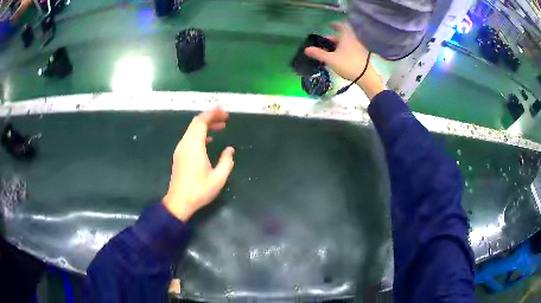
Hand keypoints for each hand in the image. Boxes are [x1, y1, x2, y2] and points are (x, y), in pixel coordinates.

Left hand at [163, 108, 234, 221]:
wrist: (179, 202)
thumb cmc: (199, 191)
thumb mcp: (218, 178)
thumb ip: (226, 161)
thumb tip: (229, 149)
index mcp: (194, 146)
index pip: (201, 122)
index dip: (213, 114)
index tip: (225, 114)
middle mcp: (185, 144)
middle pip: (196, 123)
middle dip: (210, 117)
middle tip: (225, 119)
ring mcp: (180, 149)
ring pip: (192, 130)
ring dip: (205, 125)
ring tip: (220, 127)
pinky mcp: (179, 155)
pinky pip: (189, 137)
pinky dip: (200, 134)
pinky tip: (209, 140)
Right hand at [305, 22, 385, 98]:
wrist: (367, 78)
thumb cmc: (348, 64)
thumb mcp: (330, 59)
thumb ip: (318, 54)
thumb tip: (306, 49)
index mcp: (346, 37)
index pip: (342, 26)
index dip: (335, 24)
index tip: (329, 25)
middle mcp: (353, 40)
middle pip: (342, 36)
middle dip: (332, 39)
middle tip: (324, 43)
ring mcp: (359, 48)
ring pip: (346, 44)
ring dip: (337, 46)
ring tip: (329, 52)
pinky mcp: (361, 57)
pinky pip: (350, 50)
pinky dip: (343, 51)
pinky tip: (339, 58)